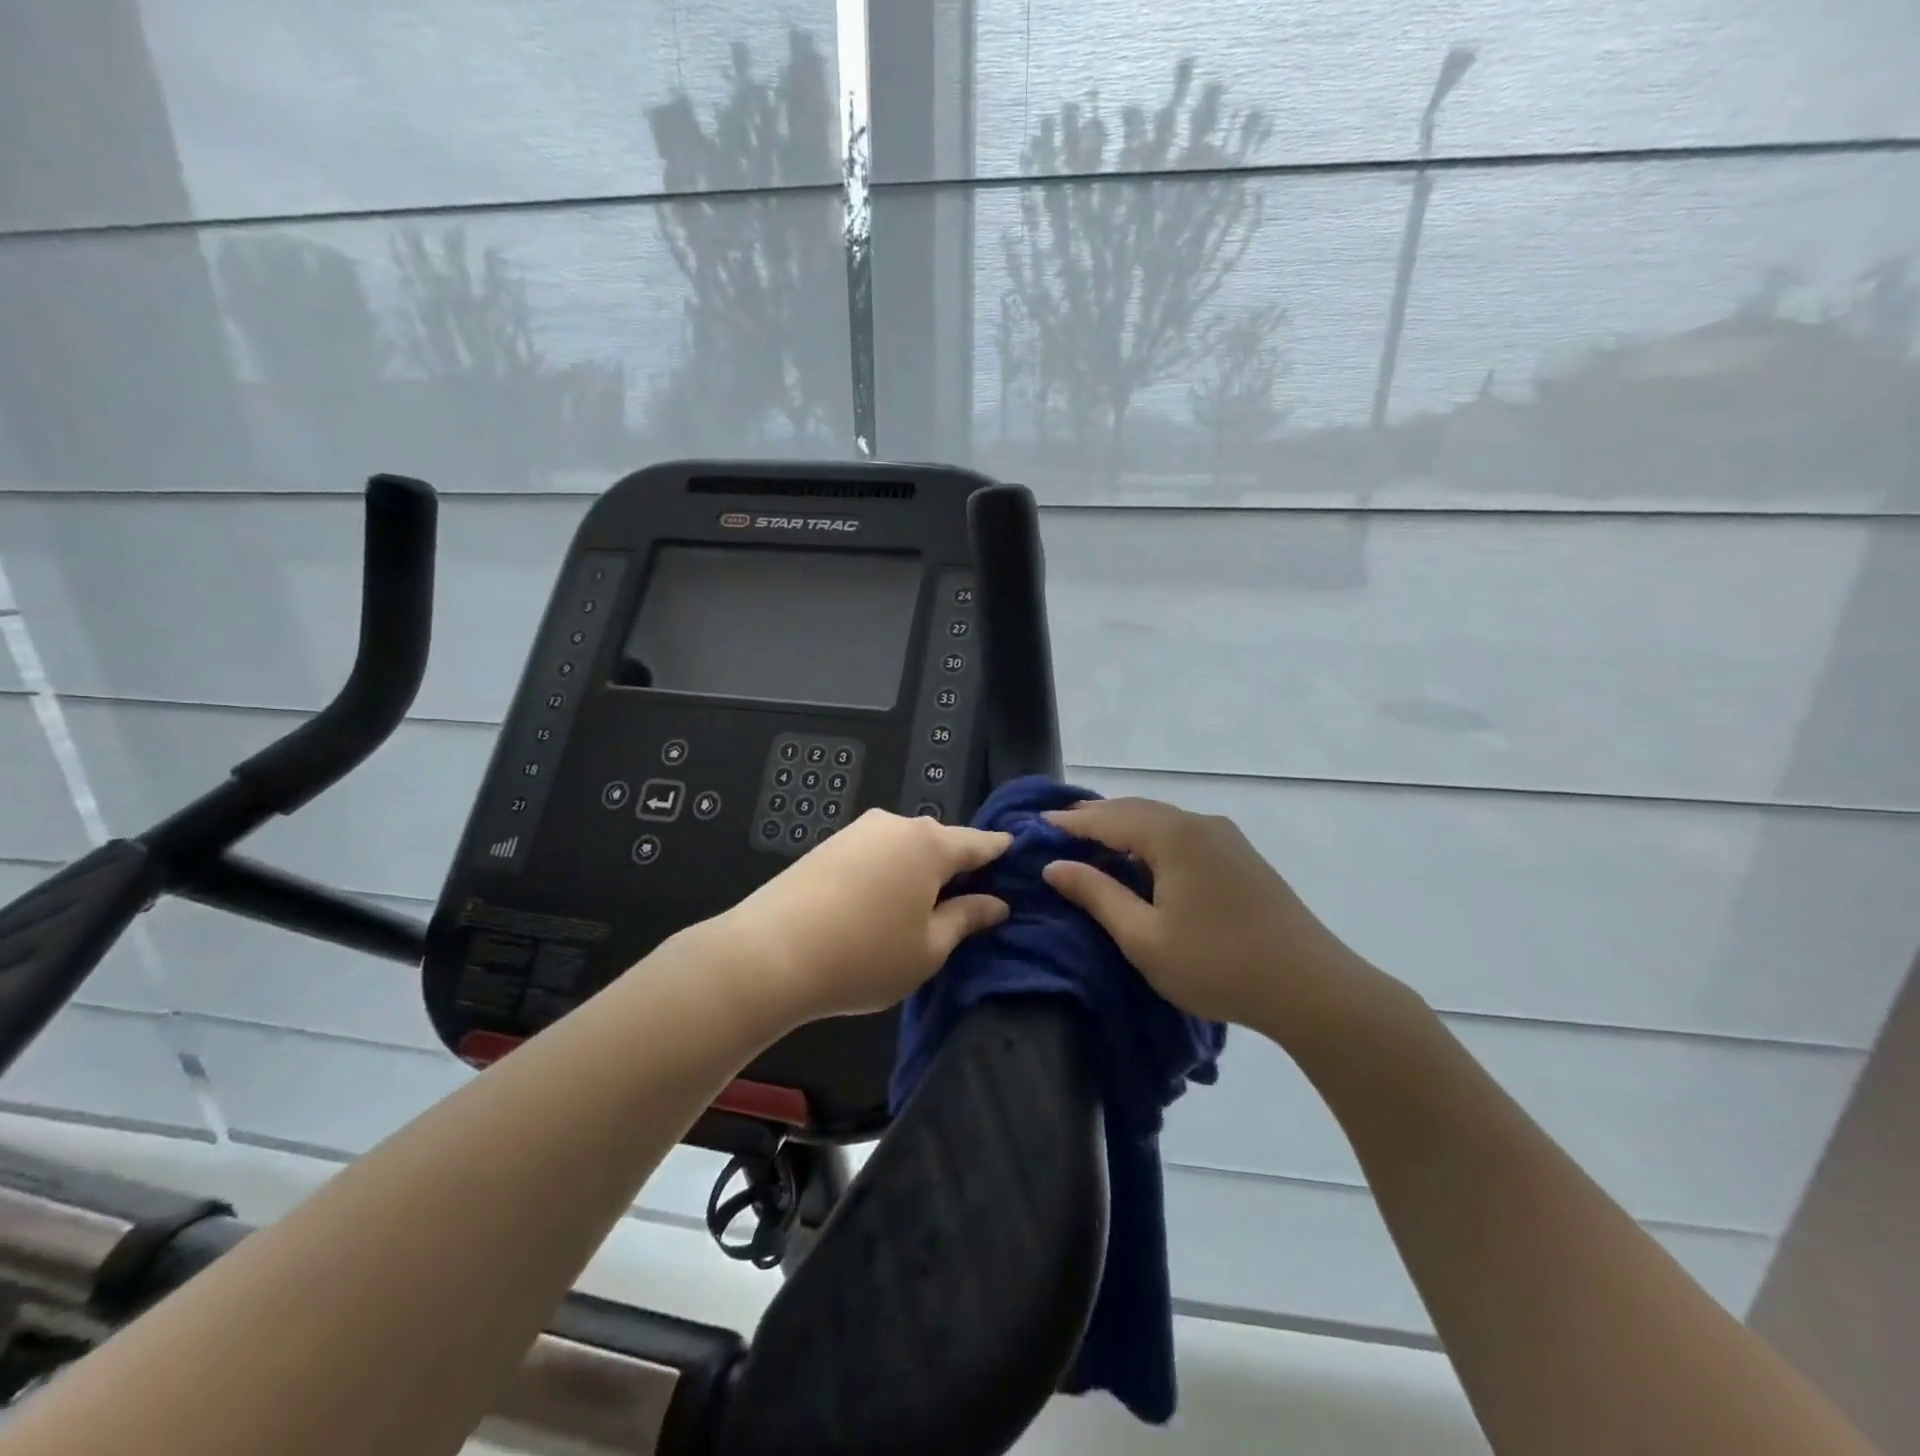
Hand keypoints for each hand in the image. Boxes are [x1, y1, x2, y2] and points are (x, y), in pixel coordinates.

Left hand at [715, 809, 1011, 1023]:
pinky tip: (880, 904)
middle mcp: (896, 825)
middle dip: (957, 866)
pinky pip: (874, 854)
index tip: (1017, 851)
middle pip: (939, 842)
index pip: (978, 843)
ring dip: (918, 871)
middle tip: (970, 898)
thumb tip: (997, 903)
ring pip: (904, 848)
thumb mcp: (929, 948)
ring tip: (921, 908)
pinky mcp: (828, 845)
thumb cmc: (865, 955)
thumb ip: (967, 919)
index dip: (1000, 850)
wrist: (770, 954)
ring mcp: (858, 831)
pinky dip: (887, 873)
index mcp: (930, 844)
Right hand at [1042, 798, 1369, 1033]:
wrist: (1311, 987)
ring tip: (1094, 840)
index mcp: (1173, 836)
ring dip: (1125, 825)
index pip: (1108, 817)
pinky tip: (1143, 858)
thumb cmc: (1217, 964)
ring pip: (1162, 819)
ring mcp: (1226, 837)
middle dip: (1096, 817)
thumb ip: (1097, 895)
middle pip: (1136, 809)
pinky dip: (1152, 837)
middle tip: (1060, 829)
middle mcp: (1199, 823)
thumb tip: (1054, 866)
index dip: (1071, 822)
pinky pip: (1184, 833)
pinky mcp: (1241, 856)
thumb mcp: (1144, 937)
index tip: (1037, 825)